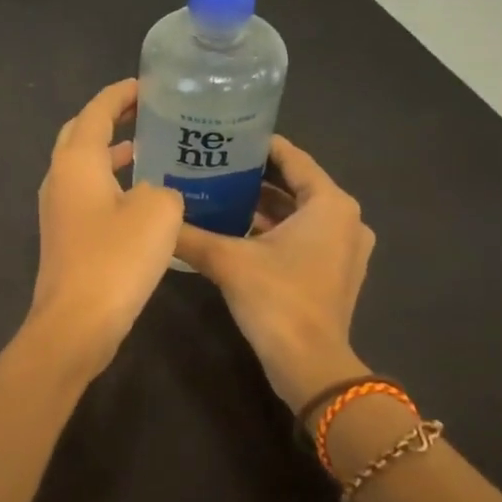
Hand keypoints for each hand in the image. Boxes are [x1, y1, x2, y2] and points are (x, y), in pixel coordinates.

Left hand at [28, 79, 185, 371]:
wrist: (77, 322)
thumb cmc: (116, 259)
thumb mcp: (158, 212)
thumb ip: (164, 187)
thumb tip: (155, 194)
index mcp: (76, 160)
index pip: (97, 111)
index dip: (122, 94)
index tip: (149, 84)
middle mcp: (59, 177)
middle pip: (82, 133)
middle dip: (112, 118)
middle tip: (148, 111)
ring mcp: (57, 208)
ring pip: (84, 165)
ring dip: (113, 151)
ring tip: (151, 147)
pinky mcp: (65, 235)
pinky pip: (88, 193)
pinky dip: (112, 182)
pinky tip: (142, 196)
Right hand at [173, 136, 375, 410]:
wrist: (309, 365)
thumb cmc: (277, 300)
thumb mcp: (226, 260)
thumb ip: (189, 233)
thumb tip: (156, 212)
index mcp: (330, 204)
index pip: (292, 158)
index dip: (258, 145)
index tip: (224, 135)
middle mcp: (345, 219)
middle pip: (295, 184)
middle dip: (255, 175)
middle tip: (212, 163)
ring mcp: (344, 247)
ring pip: (298, 212)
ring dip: (262, 204)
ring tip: (217, 191)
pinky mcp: (334, 271)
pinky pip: (302, 235)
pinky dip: (274, 229)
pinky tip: (234, 228)